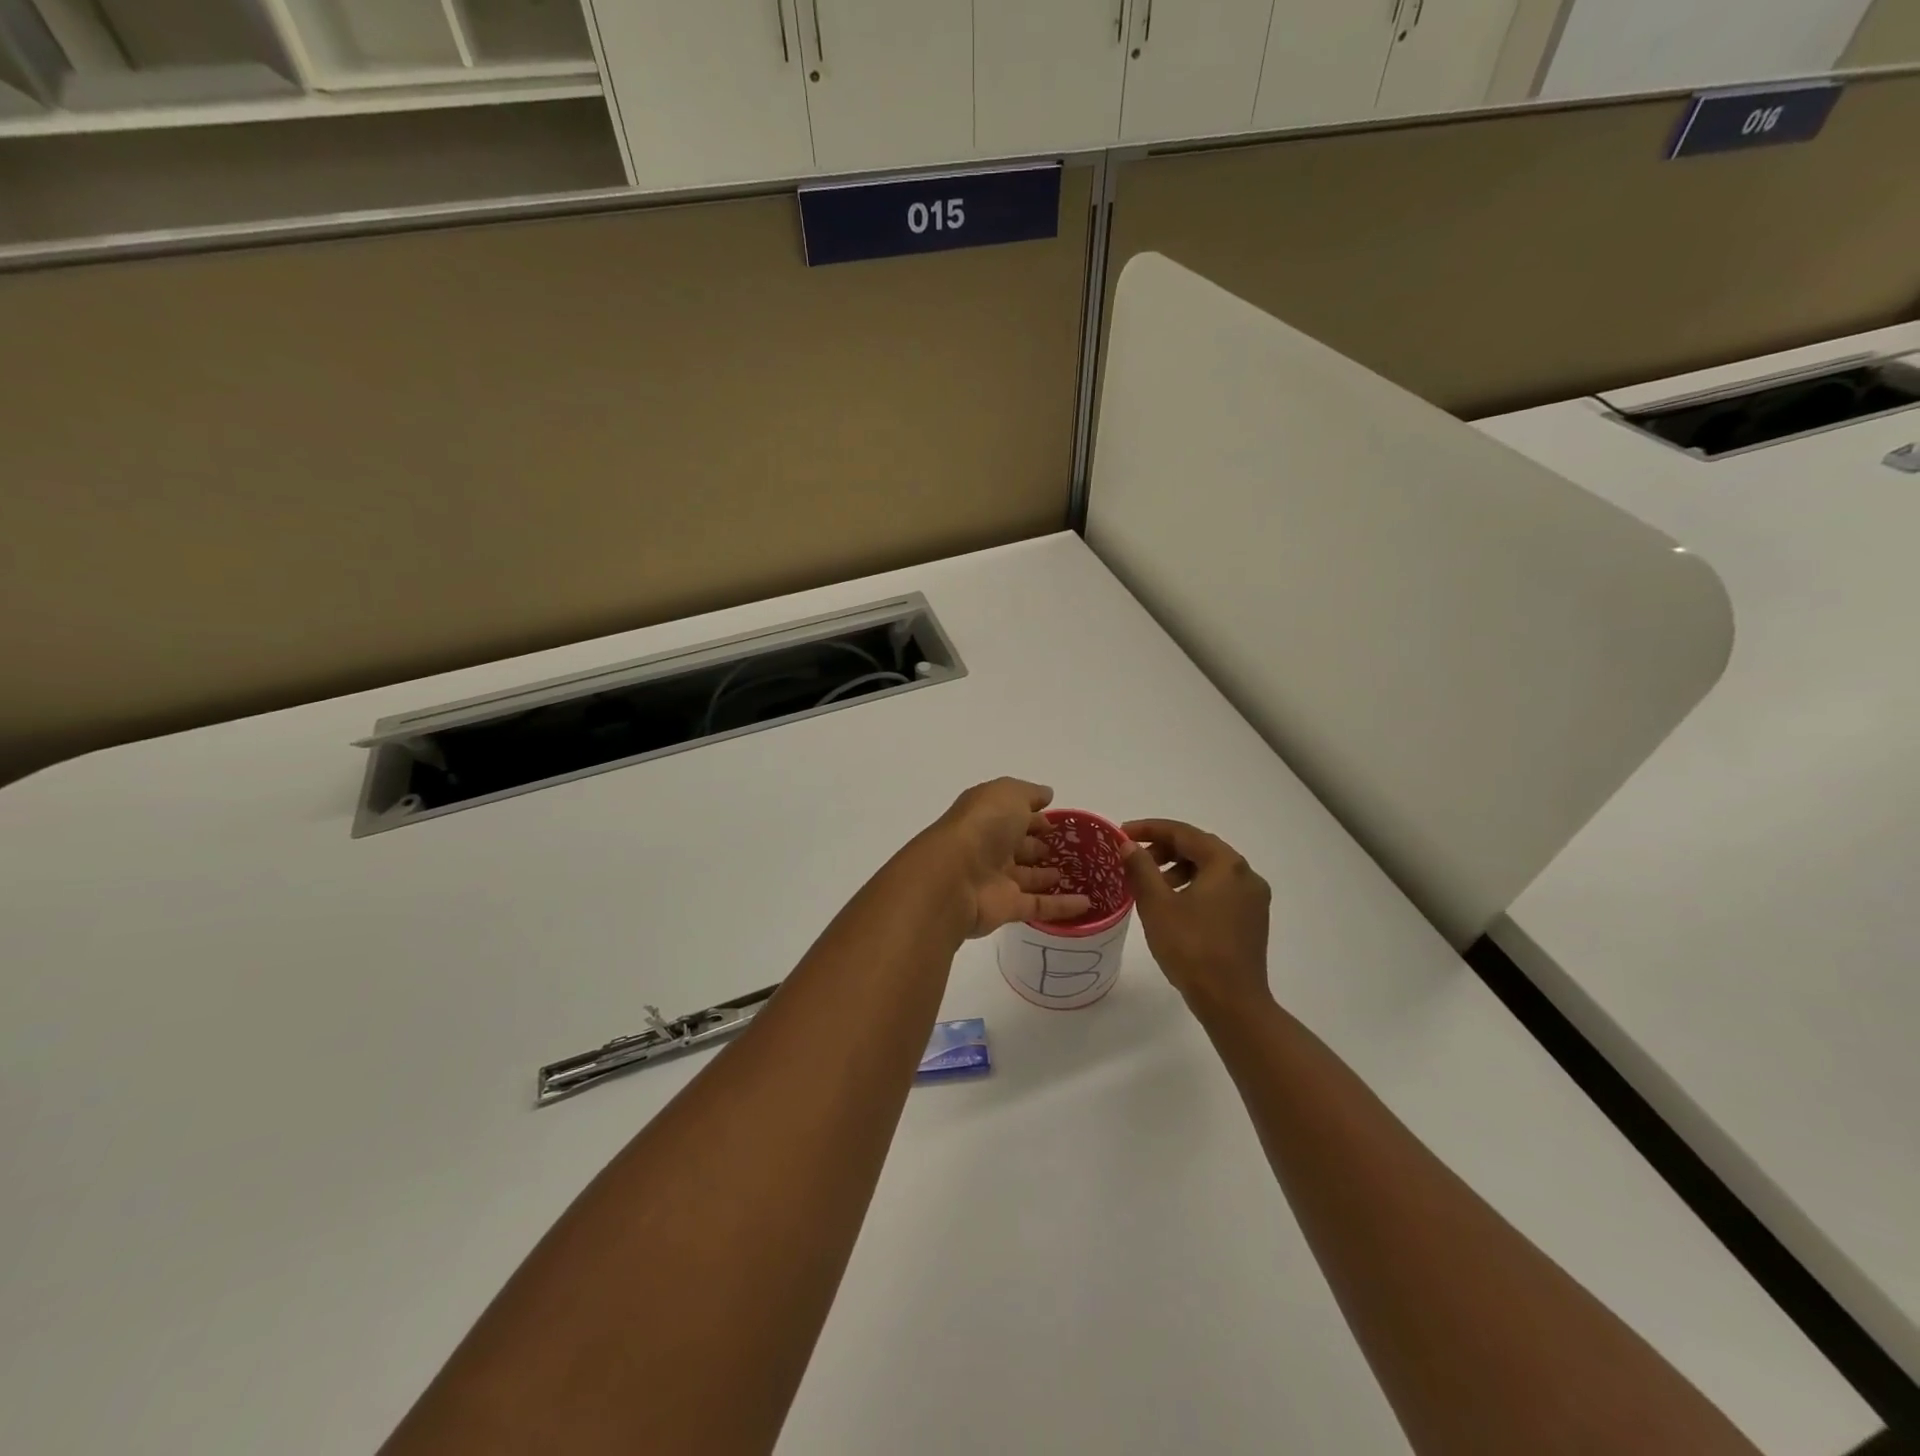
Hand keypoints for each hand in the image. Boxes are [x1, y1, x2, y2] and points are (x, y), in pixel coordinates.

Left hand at [925, 779, 1092, 938]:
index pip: (1013, 815)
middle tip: (1067, 848)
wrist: (954, 877)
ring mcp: (997, 879)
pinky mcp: (1007, 908)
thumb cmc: (982, 825)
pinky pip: (1039, 906)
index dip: (1033, 816)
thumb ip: (1029, 793)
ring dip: (1048, 875)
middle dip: (1039, 845)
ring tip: (1076, 873)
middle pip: (1018, 846)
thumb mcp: (1007, 794)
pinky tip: (1086, 903)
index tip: (1056, 820)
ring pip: (1027, 877)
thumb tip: (1047, 794)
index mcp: (987, 817)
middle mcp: (989, 847)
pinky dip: (1062, 906)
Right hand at [1122, 819, 1272, 1015]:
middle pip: (1200, 848)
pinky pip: (1219, 889)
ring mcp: (1253, 898)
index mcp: (1226, 864)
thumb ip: (1141, 868)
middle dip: (1164, 849)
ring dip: (1179, 868)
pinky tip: (1174, 905)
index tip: (1122, 834)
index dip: (1149, 829)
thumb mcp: (1157, 905)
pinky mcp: (1252, 919)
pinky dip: (1194, 886)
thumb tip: (1128, 845)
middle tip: (1134, 859)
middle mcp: (1246, 874)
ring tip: (1151, 885)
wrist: (1232, 1002)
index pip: (1183, 833)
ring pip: (1210, 869)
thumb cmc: (1191, 948)